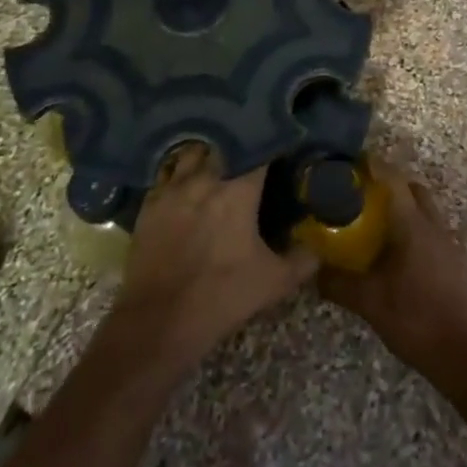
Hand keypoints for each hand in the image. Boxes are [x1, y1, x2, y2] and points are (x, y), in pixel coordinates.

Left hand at [114, 147, 315, 371]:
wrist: (157, 322)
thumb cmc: (220, 297)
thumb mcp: (273, 283)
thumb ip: (301, 261)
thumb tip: (316, 248)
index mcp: (238, 190)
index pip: (260, 150)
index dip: (272, 144)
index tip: (282, 147)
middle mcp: (204, 178)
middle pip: (224, 143)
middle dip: (239, 145)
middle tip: (250, 156)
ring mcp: (172, 188)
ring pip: (193, 153)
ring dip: (207, 154)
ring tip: (218, 162)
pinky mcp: (149, 204)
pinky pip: (167, 174)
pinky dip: (180, 173)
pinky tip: (187, 184)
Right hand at [318, 169, 466, 394]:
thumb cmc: (416, 320)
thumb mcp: (370, 303)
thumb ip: (339, 284)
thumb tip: (314, 271)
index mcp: (413, 225)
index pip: (393, 180)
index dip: (373, 165)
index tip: (351, 162)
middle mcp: (434, 226)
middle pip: (413, 189)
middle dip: (390, 185)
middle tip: (362, 195)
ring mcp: (449, 244)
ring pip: (425, 210)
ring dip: (404, 208)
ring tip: (376, 225)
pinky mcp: (456, 263)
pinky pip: (432, 232)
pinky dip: (414, 231)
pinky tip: (398, 256)